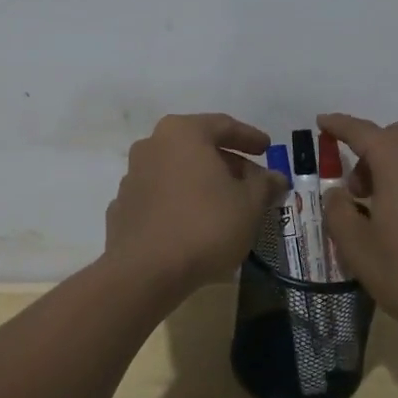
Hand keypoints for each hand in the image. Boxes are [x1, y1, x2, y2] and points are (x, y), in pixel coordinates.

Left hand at [104, 113, 287, 296]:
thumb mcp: (249, 204)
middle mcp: (152, 145)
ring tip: (225, 204)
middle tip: (251, 181)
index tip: (267, 148)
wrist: (145, 272)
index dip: (249, 137)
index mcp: (183, 133)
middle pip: (197, 147)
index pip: (223, 125)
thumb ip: (264, 185)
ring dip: (202, 182)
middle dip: (227, 162)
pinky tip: (193, 222)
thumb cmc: (205, 225)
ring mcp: (132, 176)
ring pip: (176, 171)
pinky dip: (179, 202)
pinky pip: (160, 196)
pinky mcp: (122, 207)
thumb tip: (276, 177)